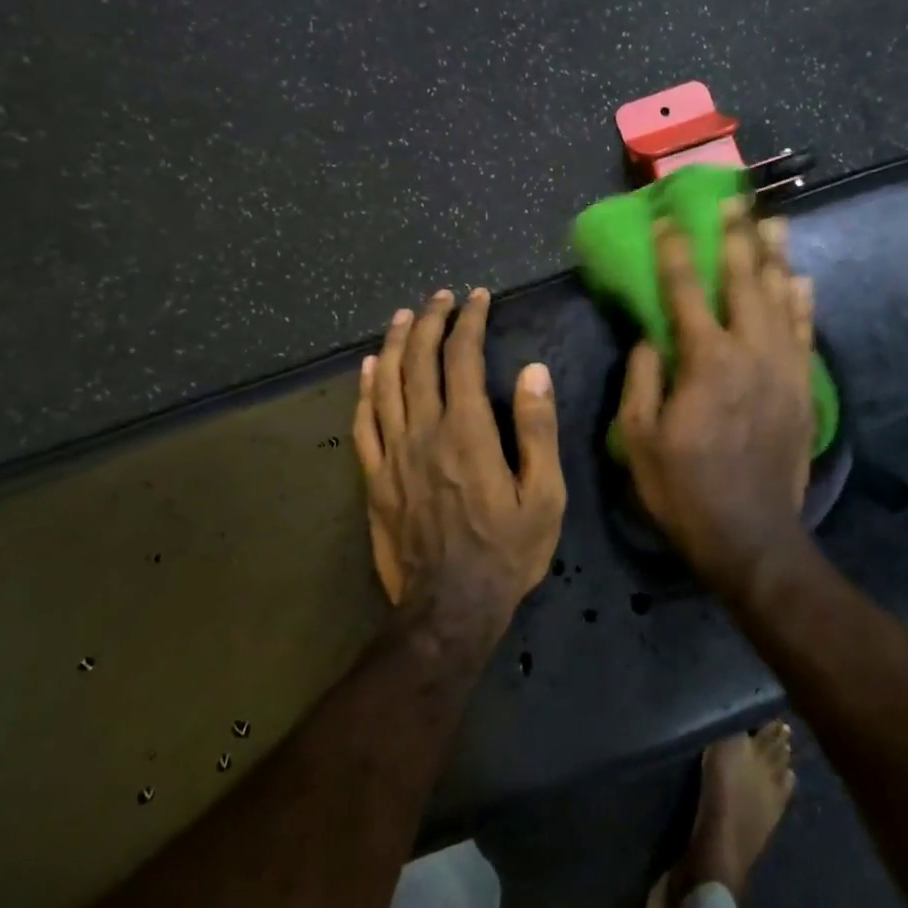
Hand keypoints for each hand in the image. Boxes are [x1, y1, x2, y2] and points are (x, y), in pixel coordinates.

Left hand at [353, 288, 566, 638]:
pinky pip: (364, 424)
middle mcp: (423, 432)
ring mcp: (392, 455)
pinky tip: (369, 368)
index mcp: (466, 432)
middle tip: (440, 297)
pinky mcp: (374, 479)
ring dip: (395, 343)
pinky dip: (365, 390)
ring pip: (387, 384)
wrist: (449, 610)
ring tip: (404, 315)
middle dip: (430, 321)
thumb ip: (537, 430)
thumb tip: (533, 370)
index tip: (478, 298)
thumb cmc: (506, 553)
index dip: (469, 322)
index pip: (462, 358)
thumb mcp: (544, 496)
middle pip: (419, 361)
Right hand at [618, 200, 816, 598]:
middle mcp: (750, 352)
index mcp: (706, 361)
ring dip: (775, 257)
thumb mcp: (638, 439)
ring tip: (774, 221)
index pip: (685, 292)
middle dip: (736, 237)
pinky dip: (803, 302)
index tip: (669, 220)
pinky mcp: (803, 388)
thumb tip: (650, 338)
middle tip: (733, 201)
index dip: (676, 252)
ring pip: (782, 298)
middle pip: (745, 281)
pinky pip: (805, 332)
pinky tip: (801, 279)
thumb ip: (642, 379)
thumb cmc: (684, 489)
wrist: (752, 536)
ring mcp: (783, 368)